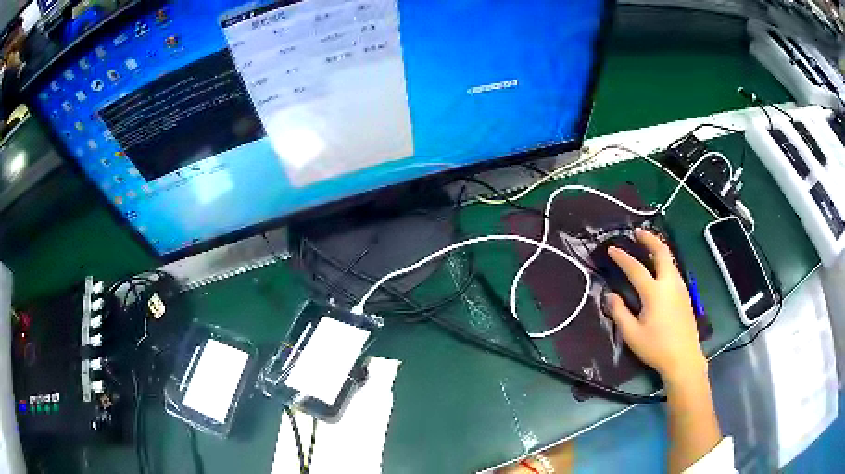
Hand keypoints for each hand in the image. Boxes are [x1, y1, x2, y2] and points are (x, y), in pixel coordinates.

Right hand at [605, 228, 706, 383]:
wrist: (684, 358)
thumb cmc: (656, 348)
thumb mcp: (632, 334)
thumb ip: (620, 312)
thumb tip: (610, 295)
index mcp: (655, 292)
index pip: (636, 268)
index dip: (622, 257)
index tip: (612, 249)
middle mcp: (670, 284)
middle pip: (662, 252)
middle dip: (649, 238)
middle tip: (637, 232)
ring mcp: (680, 288)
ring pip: (670, 260)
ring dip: (658, 249)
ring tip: (647, 247)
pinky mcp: (685, 295)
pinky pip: (674, 270)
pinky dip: (664, 262)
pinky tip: (659, 270)